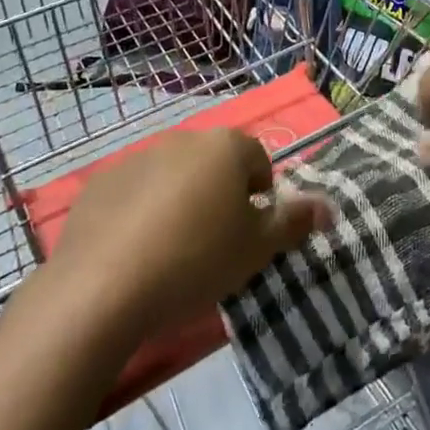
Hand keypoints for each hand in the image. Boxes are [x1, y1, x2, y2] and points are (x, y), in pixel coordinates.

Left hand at [51, 130, 330, 339]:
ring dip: (179, 202)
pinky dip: (139, 213)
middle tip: (214, 245)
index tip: (249, 235)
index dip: (260, 197)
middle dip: (220, 196)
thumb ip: (294, 221)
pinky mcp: (100, 184)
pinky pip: (133, 194)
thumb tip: (329, 206)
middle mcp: (183, 140)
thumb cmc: (195, 260)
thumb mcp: (256, 248)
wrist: (102, 288)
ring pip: (173, 178)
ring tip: (171, 253)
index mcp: (226, 147)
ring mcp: (137, 158)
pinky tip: (132, 253)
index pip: (259, 161)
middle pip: (214, 165)